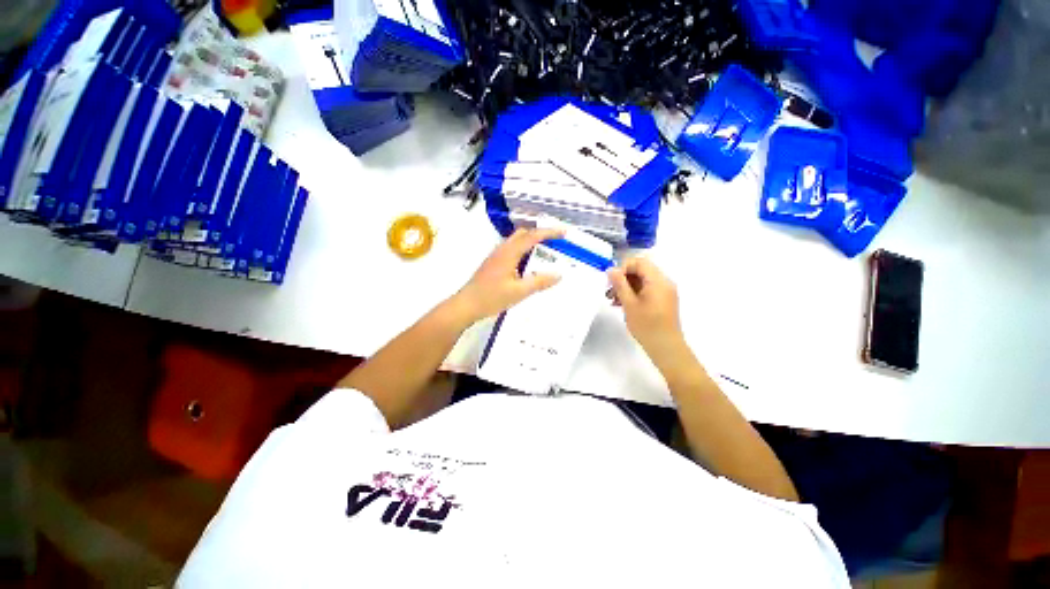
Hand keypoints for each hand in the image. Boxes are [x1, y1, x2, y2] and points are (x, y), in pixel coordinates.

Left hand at [451, 228, 563, 322]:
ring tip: (546, 252)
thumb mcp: (519, 292)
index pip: (532, 236)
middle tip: (556, 242)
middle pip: (523, 234)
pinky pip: (512, 250)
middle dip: (540, 234)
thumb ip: (539, 282)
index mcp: (509, 253)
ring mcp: (496, 256)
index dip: (549, 232)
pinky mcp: (493, 263)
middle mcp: (502, 250)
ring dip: (532, 242)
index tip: (564, 232)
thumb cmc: (491, 297)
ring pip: (516, 241)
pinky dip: (524, 251)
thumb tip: (559, 275)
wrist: (466, 305)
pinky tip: (529, 264)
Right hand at [607, 257, 683, 353]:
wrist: (665, 347)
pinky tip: (622, 304)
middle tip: (609, 291)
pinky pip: (647, 289)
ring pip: (642, 280)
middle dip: (623, 278)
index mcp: (658, 280)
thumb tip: (611, 270)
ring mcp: (665, 291)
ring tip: (613, 299)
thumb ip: (620, 284)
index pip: (639, 262)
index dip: (623, 268)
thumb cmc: (647, 326)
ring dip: (626, 286)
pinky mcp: (663, 300)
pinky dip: (634, 293)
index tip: (611, 281)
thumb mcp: (629, 304)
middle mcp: (664, 282)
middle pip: (641, 270)